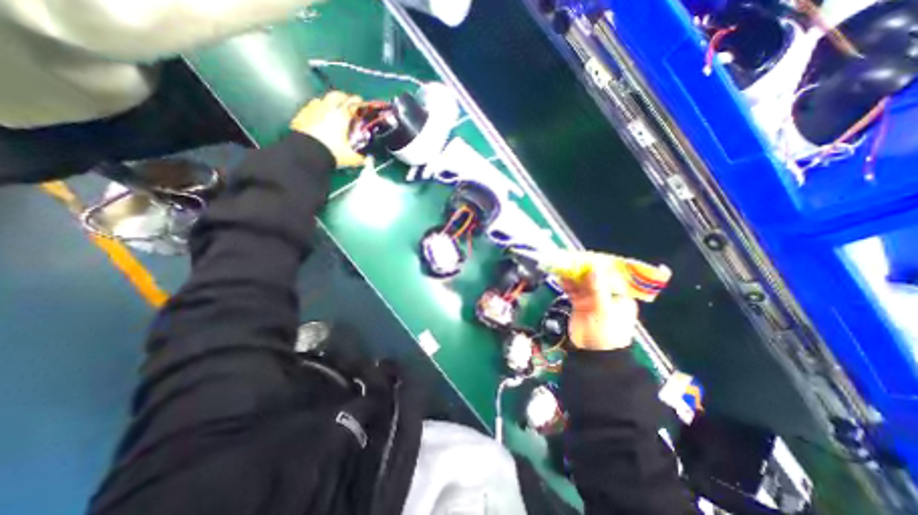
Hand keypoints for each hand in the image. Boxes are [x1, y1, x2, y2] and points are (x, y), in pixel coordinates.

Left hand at [293, 89, 367, 166]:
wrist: (306, 153)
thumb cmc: (332, 152)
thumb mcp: (350, 157)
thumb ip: (361, 158)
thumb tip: (369, 161)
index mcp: (341, 116)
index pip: (352, 103)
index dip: (358, 102)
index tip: (361, 103)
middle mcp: (327, 108)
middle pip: (336, 95)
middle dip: (343, 97)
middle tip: (347, 102)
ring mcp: (312, 110)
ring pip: (322, 100)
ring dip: (328, 103)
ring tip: (332, 110)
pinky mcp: (301, 115)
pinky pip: (310, 108)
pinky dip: (316, 110)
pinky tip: (318, 118)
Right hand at [560, 263, 639, 351]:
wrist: (592, 354)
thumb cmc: (605, 333)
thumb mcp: (604, 310)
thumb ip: (598, 289)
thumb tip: (594, 268)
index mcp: (619, 295)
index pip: (611, 276)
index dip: (600, 266)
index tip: (589, 257)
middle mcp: (606, 294)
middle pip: (594, 277)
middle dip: (583, 269)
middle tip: (571, 259)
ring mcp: (592, 299)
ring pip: (581, 283)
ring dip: (572, 275)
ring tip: (562, 266)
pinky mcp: (579, 303)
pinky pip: (572, 290)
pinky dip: (566, 284)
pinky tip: (559, 278)